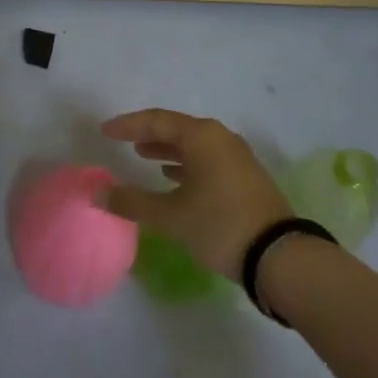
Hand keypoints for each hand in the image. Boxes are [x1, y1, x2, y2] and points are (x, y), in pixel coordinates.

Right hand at [101, 110, 291, 275]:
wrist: (280, 257)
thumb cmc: (220, 225)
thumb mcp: (170, 216)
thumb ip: (132, 203)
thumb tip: (97, 195)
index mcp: (202, 137)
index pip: (157, 120)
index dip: (128, 125)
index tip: (105, 131)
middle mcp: (221, 139)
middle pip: (177, 129)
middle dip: (149, 134)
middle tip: (123, 140)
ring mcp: (237, 158)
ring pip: (194, 145)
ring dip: (168, 150)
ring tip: (144, 157)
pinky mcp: (246, 178)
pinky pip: (208, 160)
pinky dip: (186, 165)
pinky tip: (174, 179)